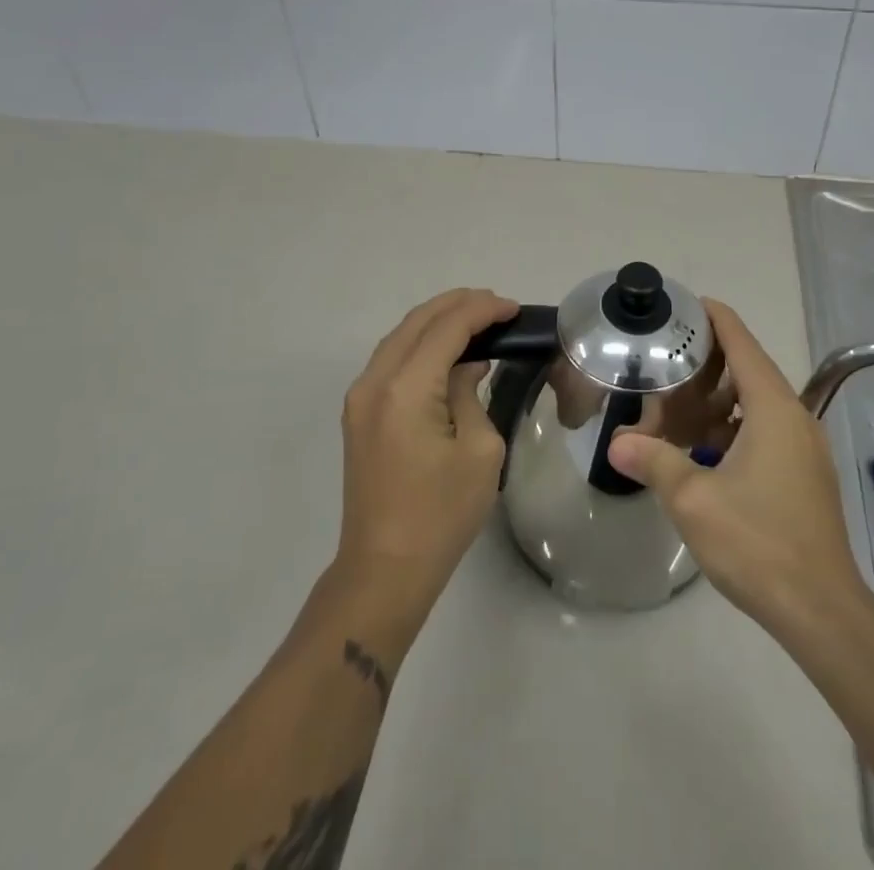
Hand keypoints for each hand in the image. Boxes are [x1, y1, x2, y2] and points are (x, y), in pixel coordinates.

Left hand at [333, 289, 517, 624]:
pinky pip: (391, 359)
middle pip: (418, 321)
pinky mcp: (358, 413)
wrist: (384, 568)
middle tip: (498, 306)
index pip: (447, 328)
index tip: (514, 308)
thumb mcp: (478, 450)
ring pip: (400, 336)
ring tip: (477, 318)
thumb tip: (467, 367)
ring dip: (437, 321)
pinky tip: (447, 349)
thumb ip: (470, 393)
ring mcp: (360, 397)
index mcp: (406, 389)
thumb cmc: (441, 514)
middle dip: (458, 304)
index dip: (482, 310)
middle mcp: (375, 381)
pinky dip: (421, 343)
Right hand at [607, 300, 864, 629]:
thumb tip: (615, 443)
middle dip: (707, 364)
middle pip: (749, 370)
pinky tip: (701, 449)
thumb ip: (654, 461)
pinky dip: (731, 428)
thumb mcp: (694, 499)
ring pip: (755, 404)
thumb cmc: (758, 542)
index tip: (687, 304)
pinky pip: (764, 432)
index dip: (716, 319)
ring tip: (675, 408)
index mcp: (774, 409)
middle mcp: (794, 418)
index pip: (743, 343)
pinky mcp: (803, 475)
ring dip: (717, 401)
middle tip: (666, 363)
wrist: (821, 610)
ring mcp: (803, 448)